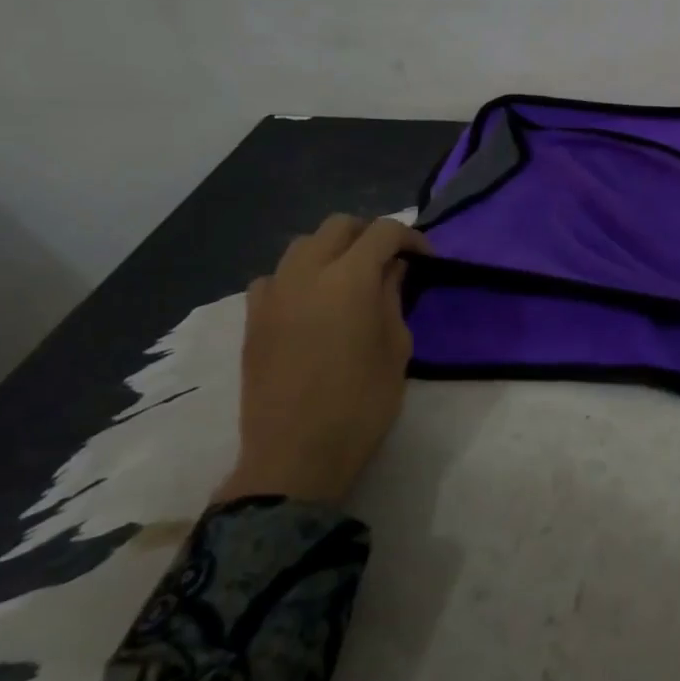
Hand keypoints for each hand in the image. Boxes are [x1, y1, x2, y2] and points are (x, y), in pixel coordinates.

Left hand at [215, 215, 430, 506]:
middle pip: (339, 226)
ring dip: (332, 249)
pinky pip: (275, 276)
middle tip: (390, 261)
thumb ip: (393, 297)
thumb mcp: (396, 348)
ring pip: (303, 244)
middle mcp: (306, 273)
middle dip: (369, 234)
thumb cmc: (361, 403)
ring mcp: (274, 293)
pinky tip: (310, 301)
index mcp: (349, 279)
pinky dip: (298, 275)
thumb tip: (392, 269)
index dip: (410, 238)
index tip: (426, 259)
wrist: (296, 454)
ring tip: (350, 277)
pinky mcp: (253, 318)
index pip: (383, 232)